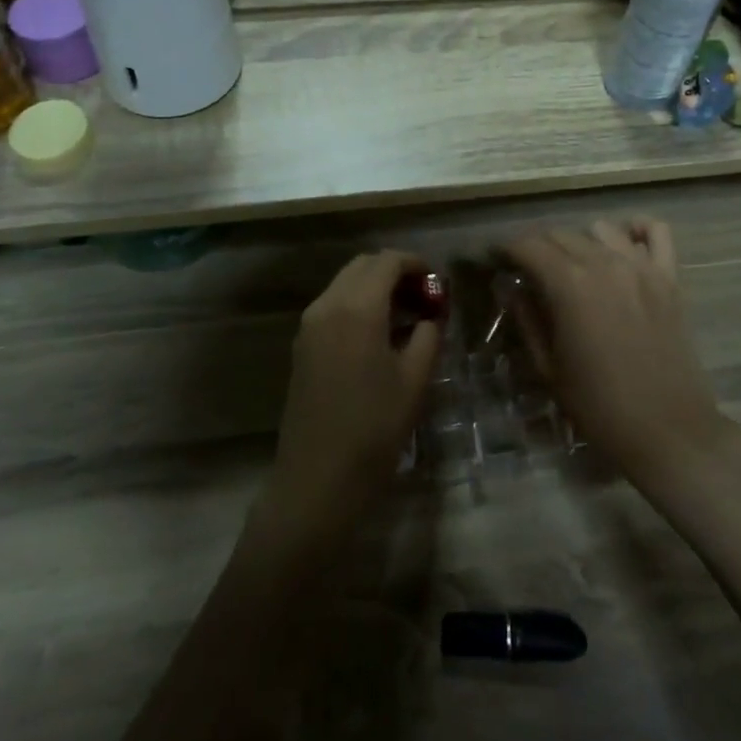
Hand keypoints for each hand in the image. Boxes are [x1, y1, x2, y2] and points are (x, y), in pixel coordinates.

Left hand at [267, 251, 442, 530]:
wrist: (317, 479)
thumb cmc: (374, 429)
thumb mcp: (415, 380)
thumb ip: (428, 334)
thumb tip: (431, 314)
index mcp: (357, 308)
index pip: (387, 261)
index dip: (415, 264)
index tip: (438, 283)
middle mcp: (327, 305)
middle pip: (363, 266)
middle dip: (394, 272)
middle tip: (424, 297)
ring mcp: (309, 325)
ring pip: (345, 284)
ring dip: (375, 288)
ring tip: (406, 317)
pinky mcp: (302, 345)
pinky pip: (333, 306)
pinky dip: (358, 304)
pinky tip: (379, 335)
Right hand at [504, 220, 734, 478]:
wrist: (668, 431)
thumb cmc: (599, 406)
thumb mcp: (548, 367)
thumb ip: (526, 318)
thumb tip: (508, 286)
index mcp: (568, 285)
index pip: (528, 246)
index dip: (506, 249)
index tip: (496, 259)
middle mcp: (604, 263)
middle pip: (560, 234)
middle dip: (537, 246)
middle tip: (528, 269)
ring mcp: (642, 267)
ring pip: (600, 229)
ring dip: (580, 241)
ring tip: (573, 265)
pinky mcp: (670, 277)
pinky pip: (656, 232)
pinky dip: (636, 230)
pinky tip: (623, 246)